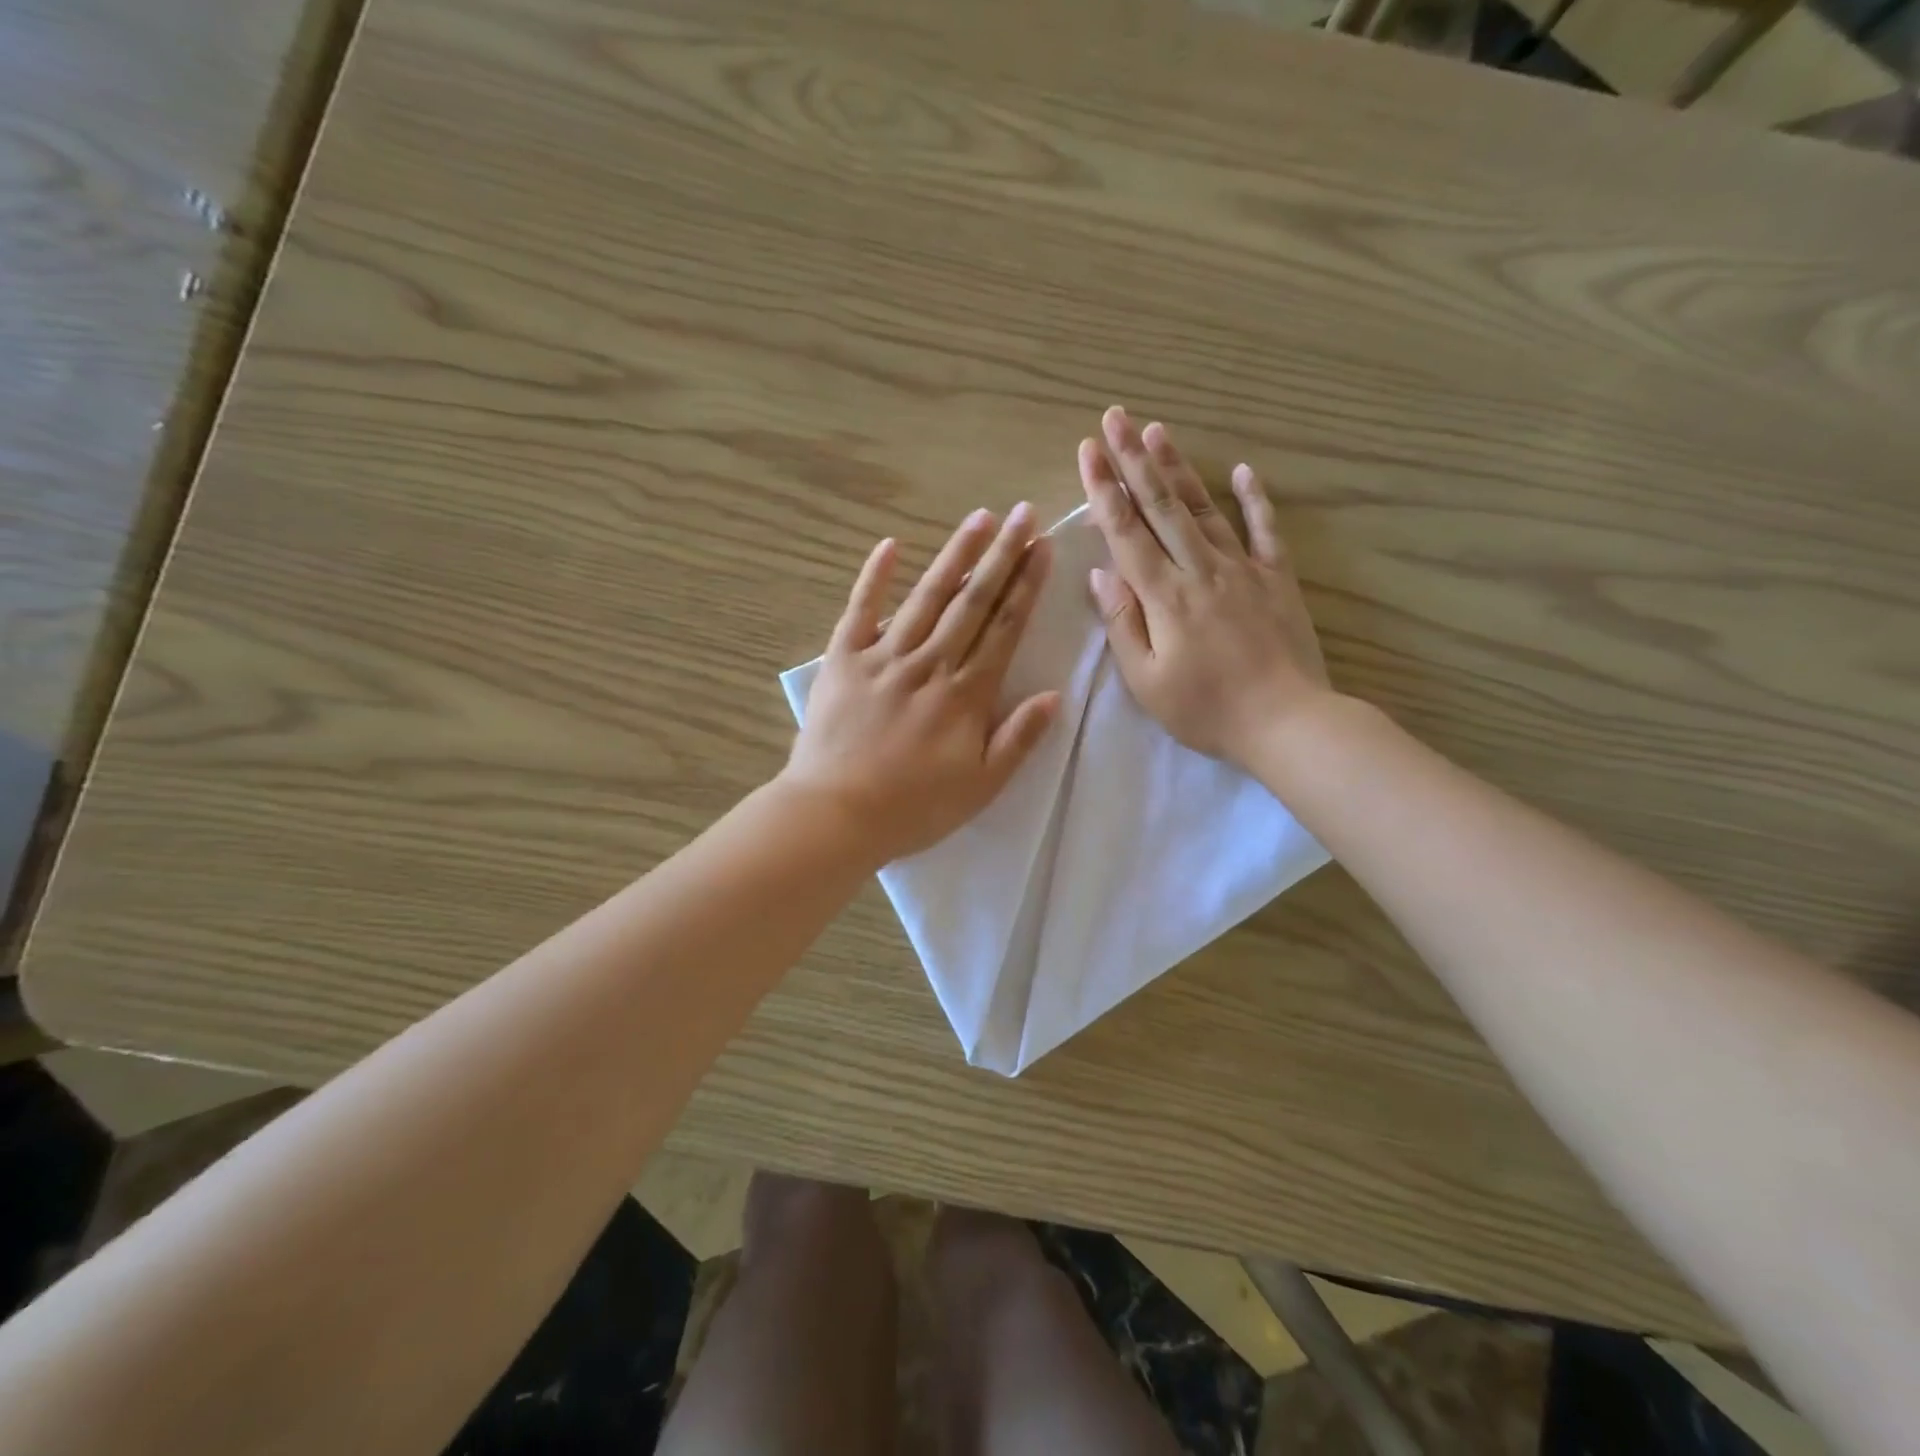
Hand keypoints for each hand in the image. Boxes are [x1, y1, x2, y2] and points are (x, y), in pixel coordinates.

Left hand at [784, 505, 1061, 865]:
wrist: (836, 814)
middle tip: (1022, 513)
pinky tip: (890, 544)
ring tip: (978, 518)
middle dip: (1002, 555)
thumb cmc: (914, 808)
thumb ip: (1018, 739)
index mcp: (966, 694)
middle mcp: (930, 663)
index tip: (1042, 548)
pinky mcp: (844, 660)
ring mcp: (884, 657)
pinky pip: (860, 610)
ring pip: (927, 597)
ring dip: (955, 555)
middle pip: (972, 601)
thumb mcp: (981, 787)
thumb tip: (1053, 694)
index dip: (1026, 586)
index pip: (1004, 628)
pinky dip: (875, 577)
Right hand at [1079, 406, 1333, 769]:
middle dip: (1134, 459)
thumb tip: (1100, 575)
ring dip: (1179, 467)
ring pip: (1205, 508)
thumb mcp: (1147, 681)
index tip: (1088, 450)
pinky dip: (1254, 499)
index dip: (1104, 489)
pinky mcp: (1277, 579)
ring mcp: (1243, 569)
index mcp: (1164, 596)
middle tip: (1115, 417)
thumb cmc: (1206, 710)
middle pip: (1162, 506)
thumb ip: (1123, 624)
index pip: (1126, 532)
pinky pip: (1265, 530)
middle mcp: (1200, 570)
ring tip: (1158, 429)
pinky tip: (1242, 471)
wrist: (1287, 722)